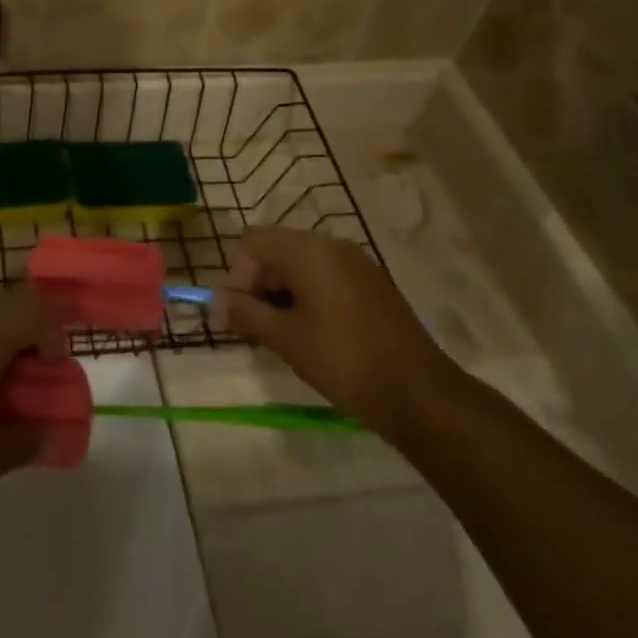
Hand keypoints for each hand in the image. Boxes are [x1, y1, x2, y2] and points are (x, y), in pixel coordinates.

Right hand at [218, 228, 454, 436]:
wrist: (420, 394)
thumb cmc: (344, 360)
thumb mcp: (286, 338)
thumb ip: (246, 313)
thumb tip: (217, 301)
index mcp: (308, 250)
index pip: (253, 242)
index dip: (237, 274)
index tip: (238, 313)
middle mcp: (332, 245)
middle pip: (277, 250)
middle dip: (258, 284)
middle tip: (254, 327)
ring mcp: (358, 264)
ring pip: (303, 265)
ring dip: (283, 292)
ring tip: (282, 334)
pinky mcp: (374, 285)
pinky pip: (328, 277)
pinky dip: (310, 296)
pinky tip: (313, 333)